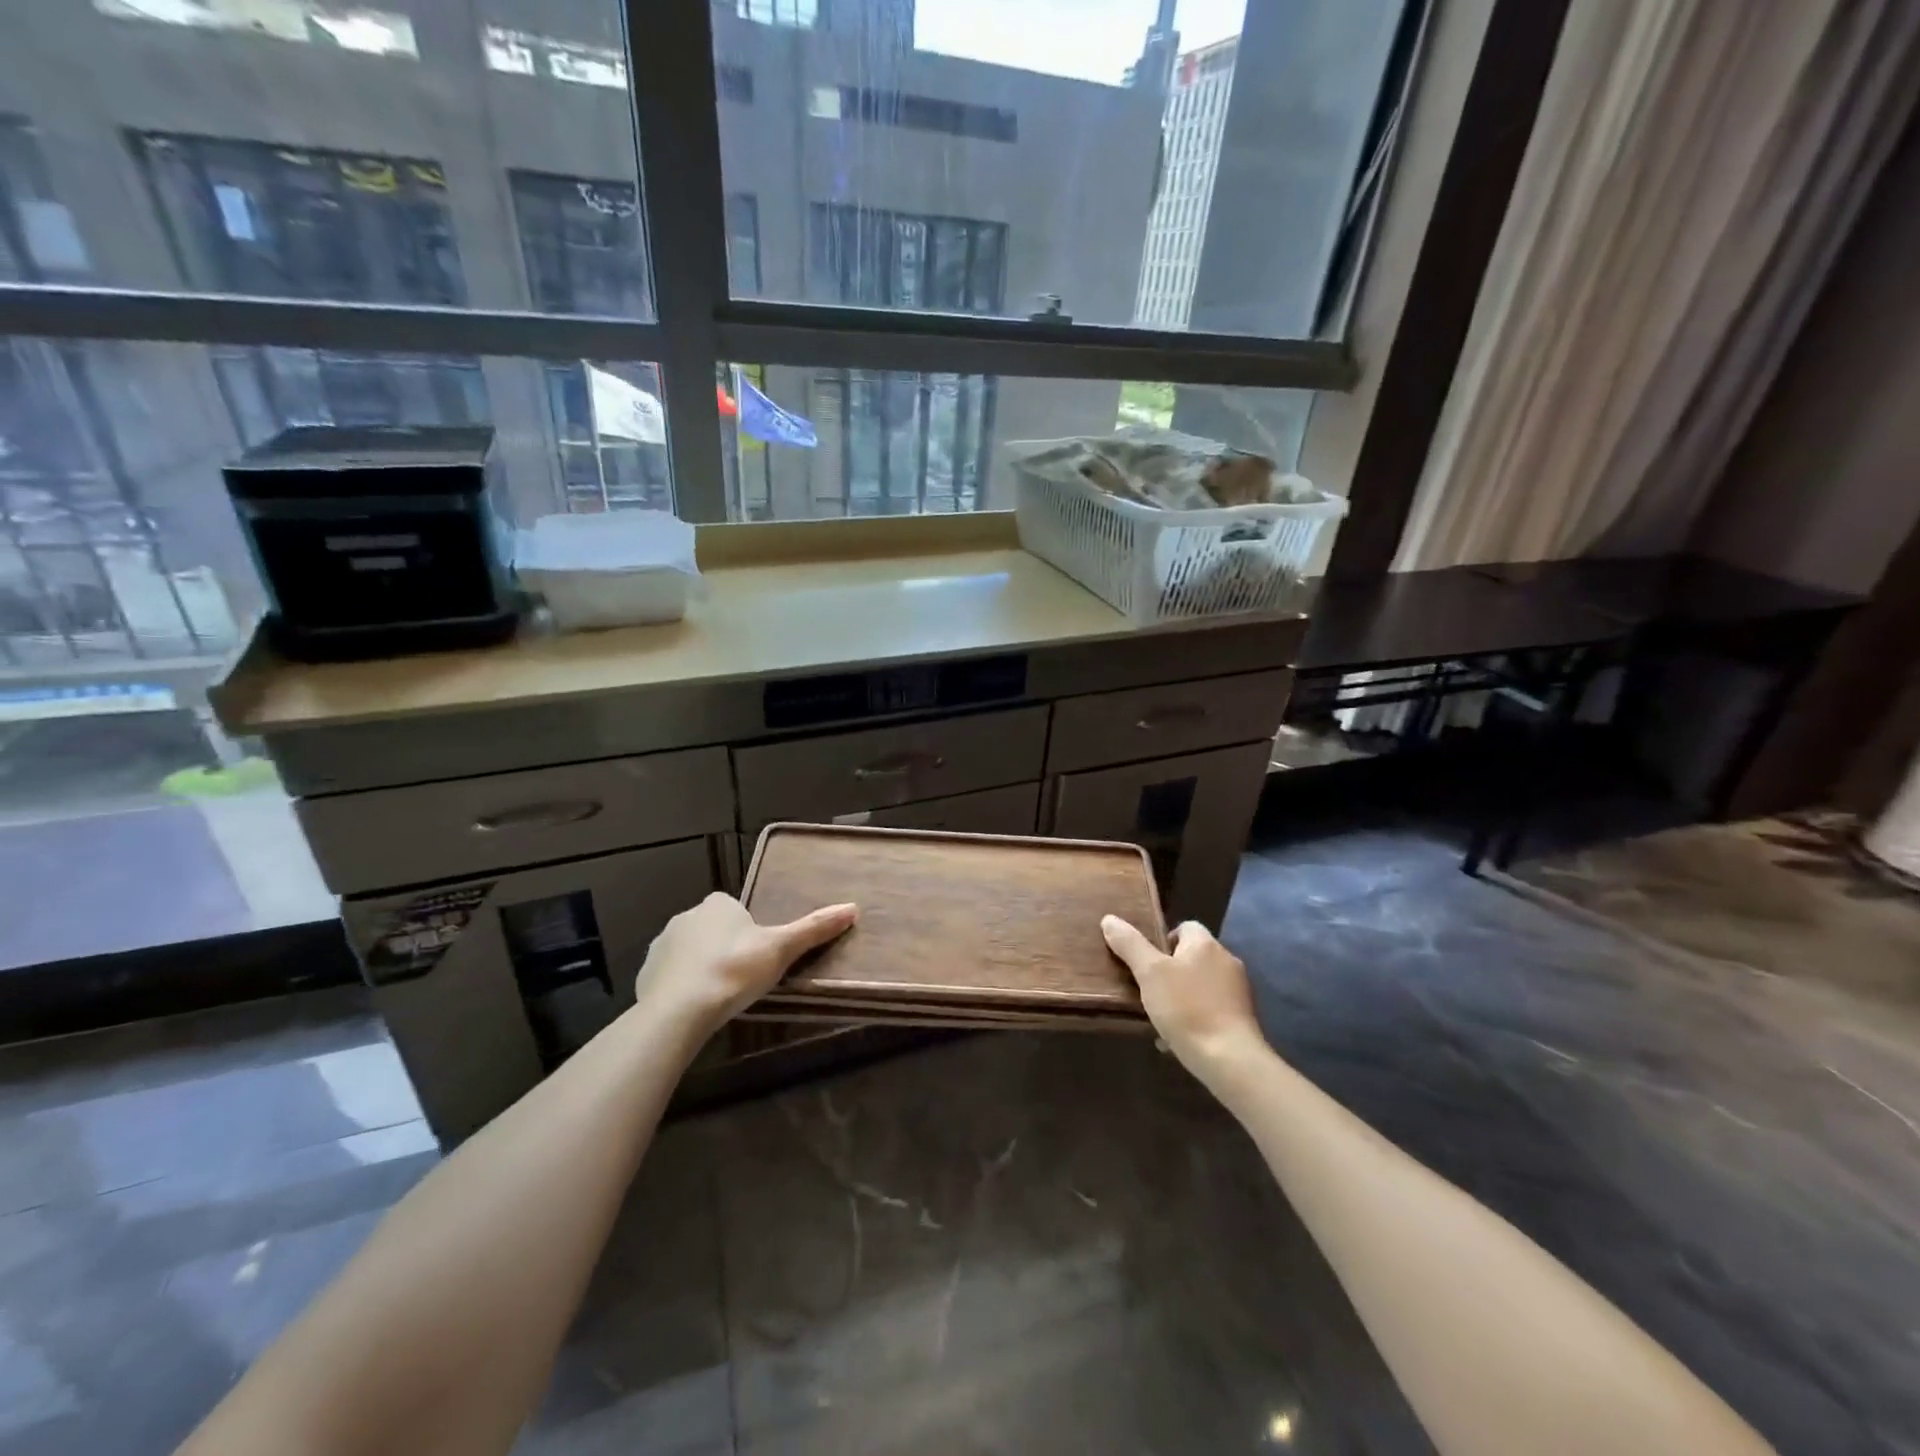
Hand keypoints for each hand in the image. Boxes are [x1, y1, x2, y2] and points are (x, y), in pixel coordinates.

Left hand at [633, 892, 856, 1039]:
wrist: (680, 1010)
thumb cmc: (735, 971)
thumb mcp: (781, 949)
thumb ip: (813, 929)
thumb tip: (853, 908)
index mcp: (718, 904)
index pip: (735, 909)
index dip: (747, 931)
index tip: (757, 956)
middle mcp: (686, 916)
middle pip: (712, 929)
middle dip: (724, 948)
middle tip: (742, 978)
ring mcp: (661, 945)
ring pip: (689, 952)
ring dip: (701, 967)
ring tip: (719, 996)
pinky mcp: (645, 974)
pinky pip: (669, 976)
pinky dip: (681, 987)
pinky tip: (694, 1008)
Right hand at [1101, 916, 1266, 1074]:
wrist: (1230, 1060)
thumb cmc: (1187, 1008)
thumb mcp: (1149, 973)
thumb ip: (1129, 944)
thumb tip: (1109, 919)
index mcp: (1205, 944)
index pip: (1184, 927)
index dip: (1161, 940)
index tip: (1145, 962)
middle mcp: (1226, 961)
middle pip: (1191, 957)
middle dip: (1169, 971)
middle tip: (1147, 989)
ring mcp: (1238, 991)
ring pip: (1200, 985)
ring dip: (1180, 997)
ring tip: (1159, 1017)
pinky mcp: (1242, 1019)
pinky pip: (1211, 1010)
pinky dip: (1194, 1018)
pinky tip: (1177, 1038)